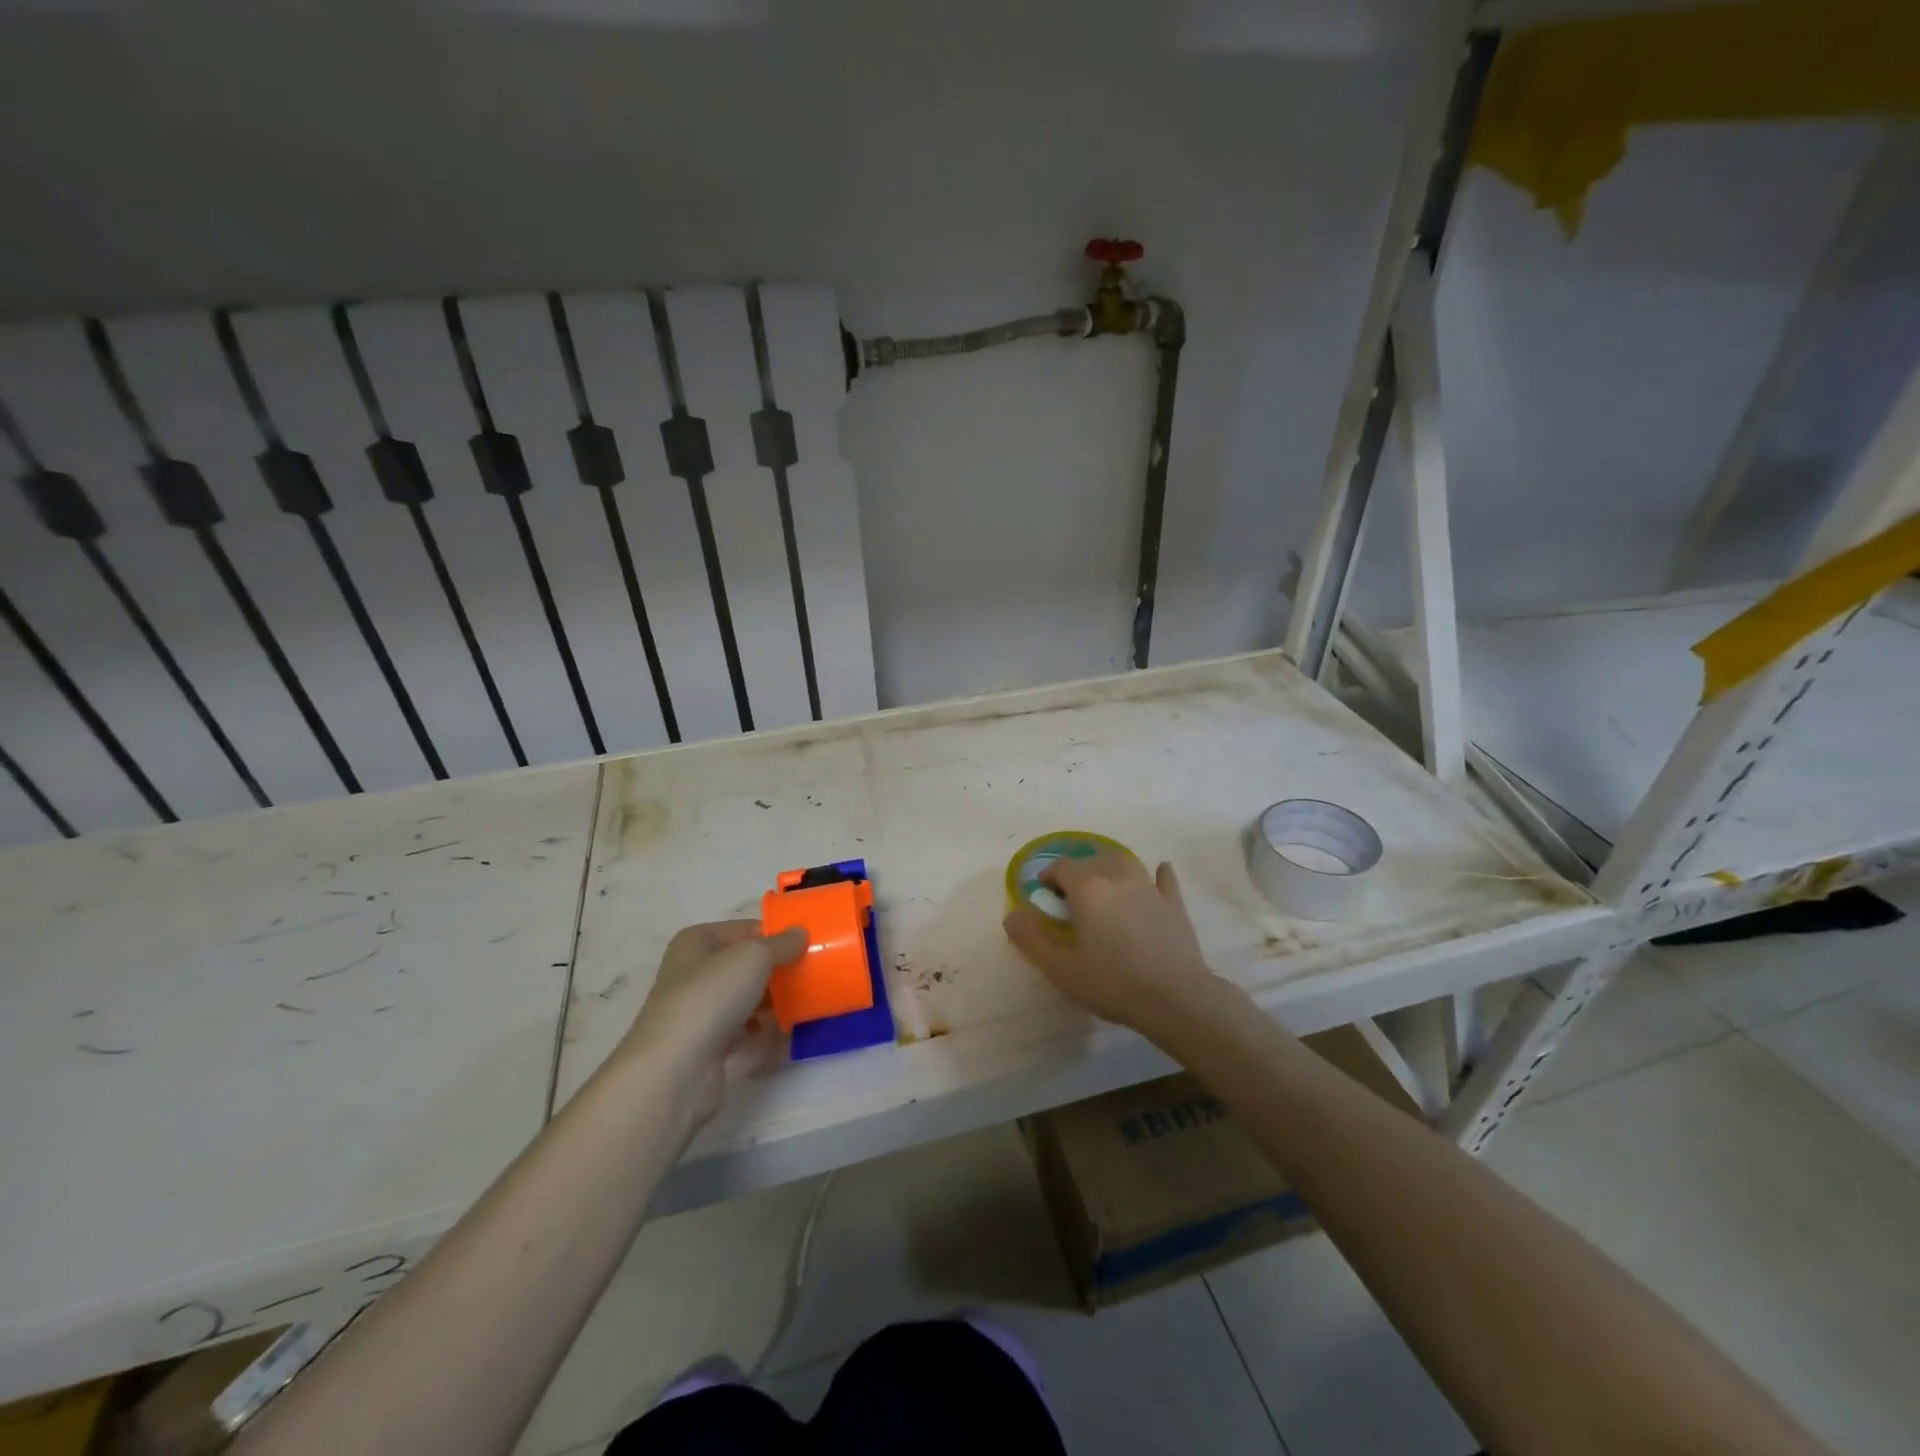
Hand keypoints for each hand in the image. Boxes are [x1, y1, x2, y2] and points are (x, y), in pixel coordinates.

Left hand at [620, 920, 806, 1124]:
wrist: (675, 1069)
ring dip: (773, 1001)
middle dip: (777, 969)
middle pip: (746, 964)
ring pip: (745, 997)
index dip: (777, 936)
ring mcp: (699, 1010)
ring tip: (804, 1002)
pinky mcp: (707, 1044)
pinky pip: (743, 1029)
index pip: (746, 929)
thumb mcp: (753, 957)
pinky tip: (784, 1032)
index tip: (809, 946)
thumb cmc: (711, 997)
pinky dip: (762, 1030)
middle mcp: (694, 972)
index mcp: (697, 942)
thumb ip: (781, 944)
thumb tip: (801, 932)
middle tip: (813, 974)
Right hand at [1002, 850, 1217, 1036]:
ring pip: (1126, 861)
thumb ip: (1032, 939)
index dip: (1049, 877)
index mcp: (1087, 888)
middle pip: (1093, 859)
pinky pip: (1164, 879)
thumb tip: (1012, 915)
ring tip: (1104, 880)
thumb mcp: (1061, 968)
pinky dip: (1157, 873)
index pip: (1062, 867)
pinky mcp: (1174, 903)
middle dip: (1078, 870)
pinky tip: (1158, 873)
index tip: (1045, 896)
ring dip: (1110, 864)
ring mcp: (1149, 888)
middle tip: (1071, 895)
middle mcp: (1117, 877)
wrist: (1175, 997)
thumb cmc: (1112, 982)